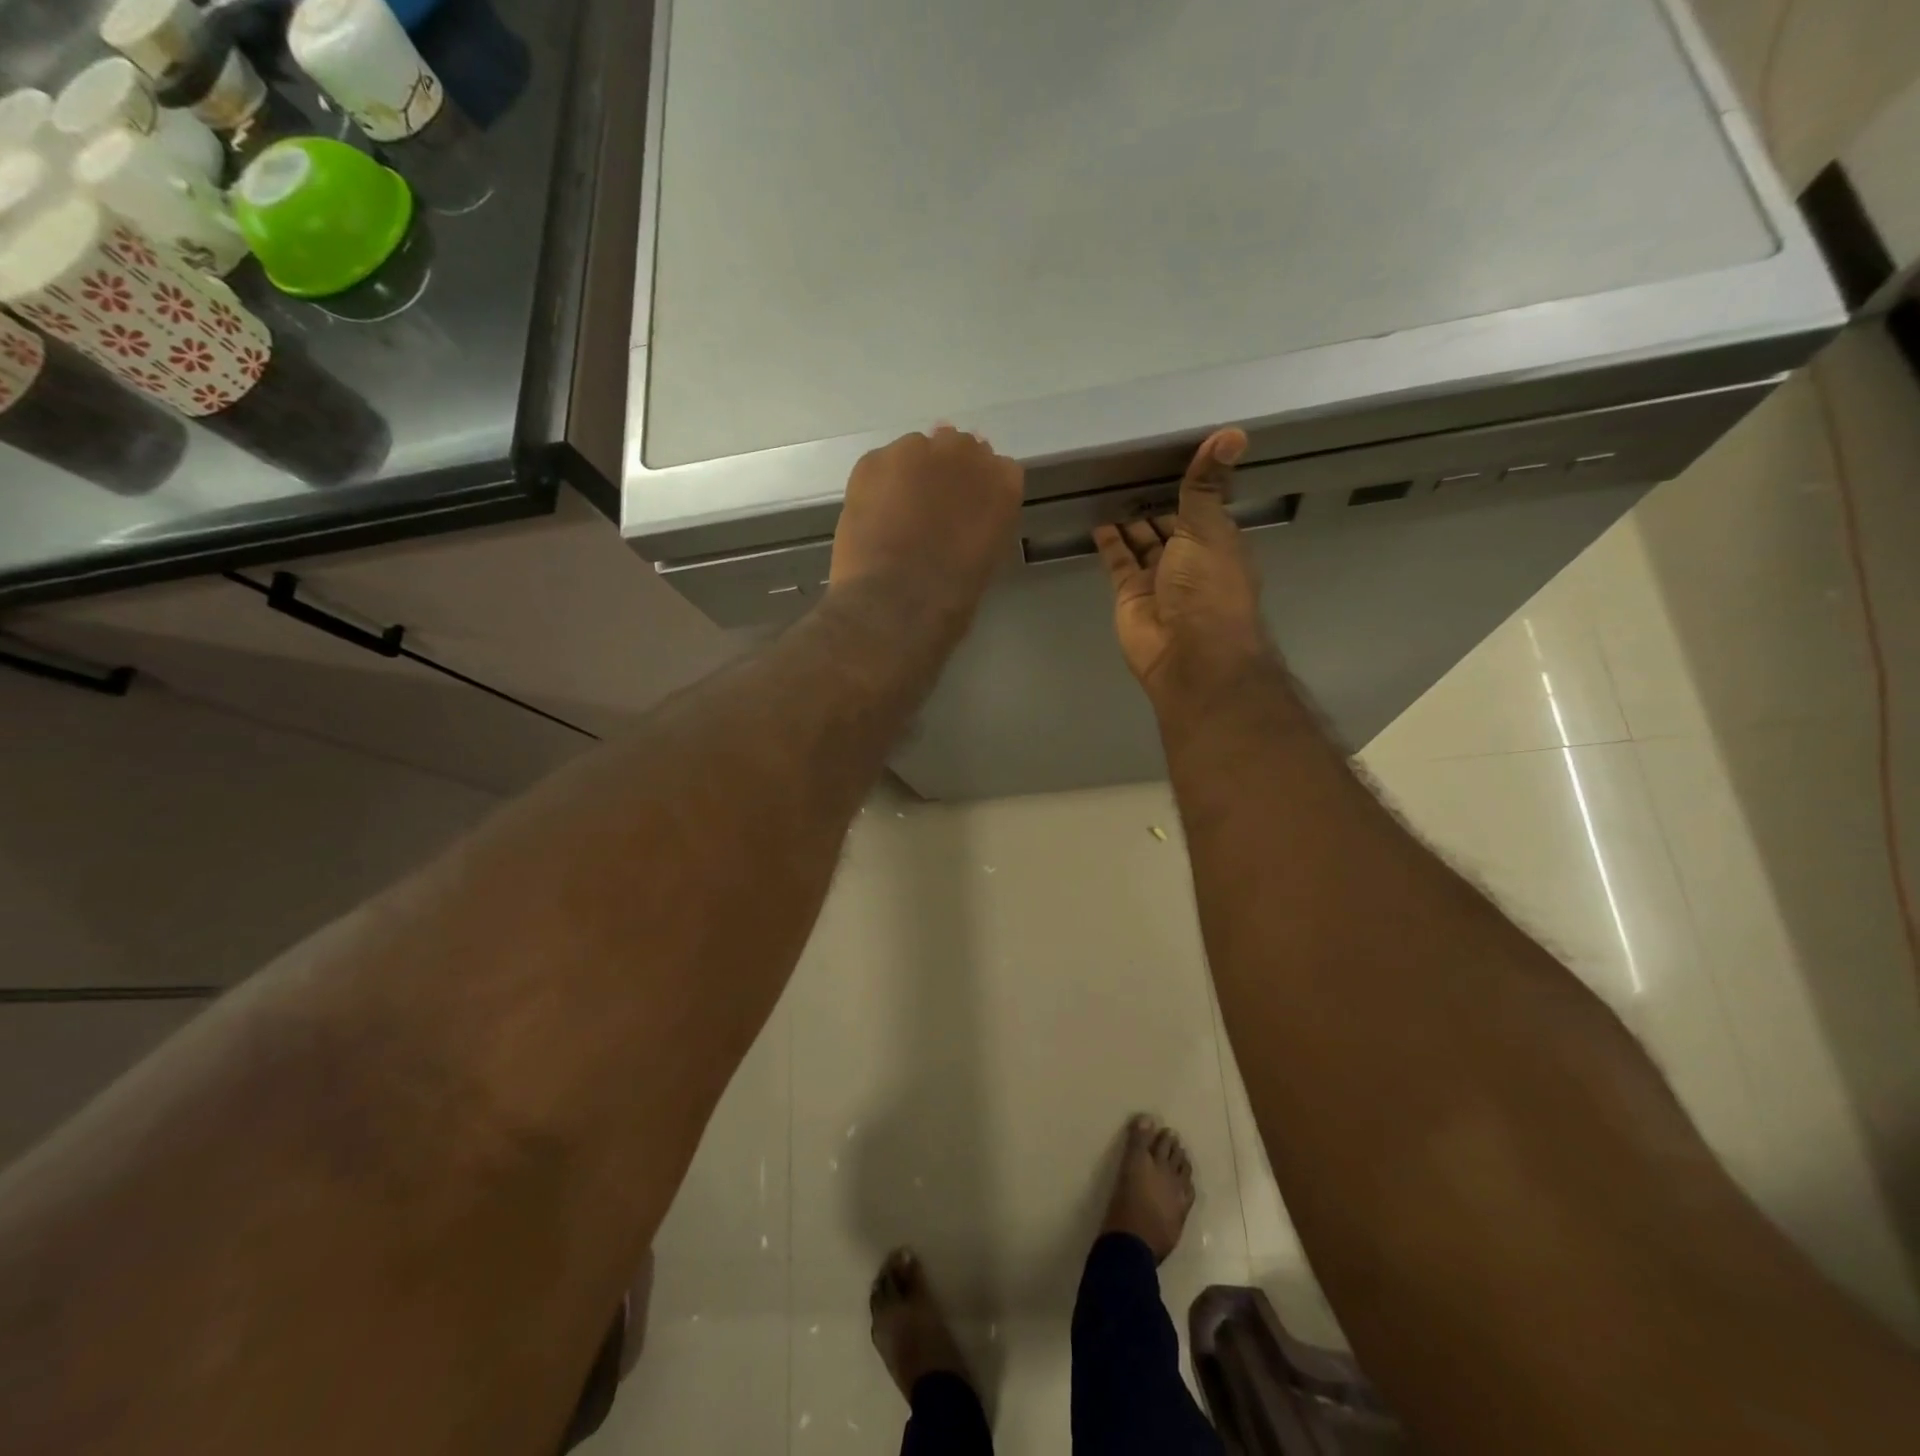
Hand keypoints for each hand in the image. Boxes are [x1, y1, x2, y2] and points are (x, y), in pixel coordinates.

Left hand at [829, 426, 1024, 625]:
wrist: (896, 602)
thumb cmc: (951, 597)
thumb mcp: (986, 559)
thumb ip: (982, 523)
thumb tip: (963, 518)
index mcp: (1002, 484)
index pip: (998, 469)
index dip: (979, 489)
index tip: (968, 510)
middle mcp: (963, 454)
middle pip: (958, 448)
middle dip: (947, 473)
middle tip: (931, 509)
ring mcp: (915, 451)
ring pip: (916, 451)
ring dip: (911, 475)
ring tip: (897, 514)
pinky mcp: (873, 461)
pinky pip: (880, 465)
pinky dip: (879, 485)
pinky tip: (873, 517)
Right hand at [1094, 428, 1273, 707]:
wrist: (1189, 653)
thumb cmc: (1208, 586)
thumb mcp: (1208, 527)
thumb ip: (1206, 484)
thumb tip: (1235, 431)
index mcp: (1217, 542)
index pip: (1200, 507)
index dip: (1186, 485)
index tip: (1165, 455)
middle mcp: (1189, 560)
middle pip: (1168, 524)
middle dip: (1152, 501)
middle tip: (1127, 466)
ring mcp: (1158, 579)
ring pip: (1141, 542)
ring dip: (1128, 519)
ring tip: (1106, 485)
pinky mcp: (1129, 595)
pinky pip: (1118, 561)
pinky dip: (1108, 542)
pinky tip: (1096, 518)